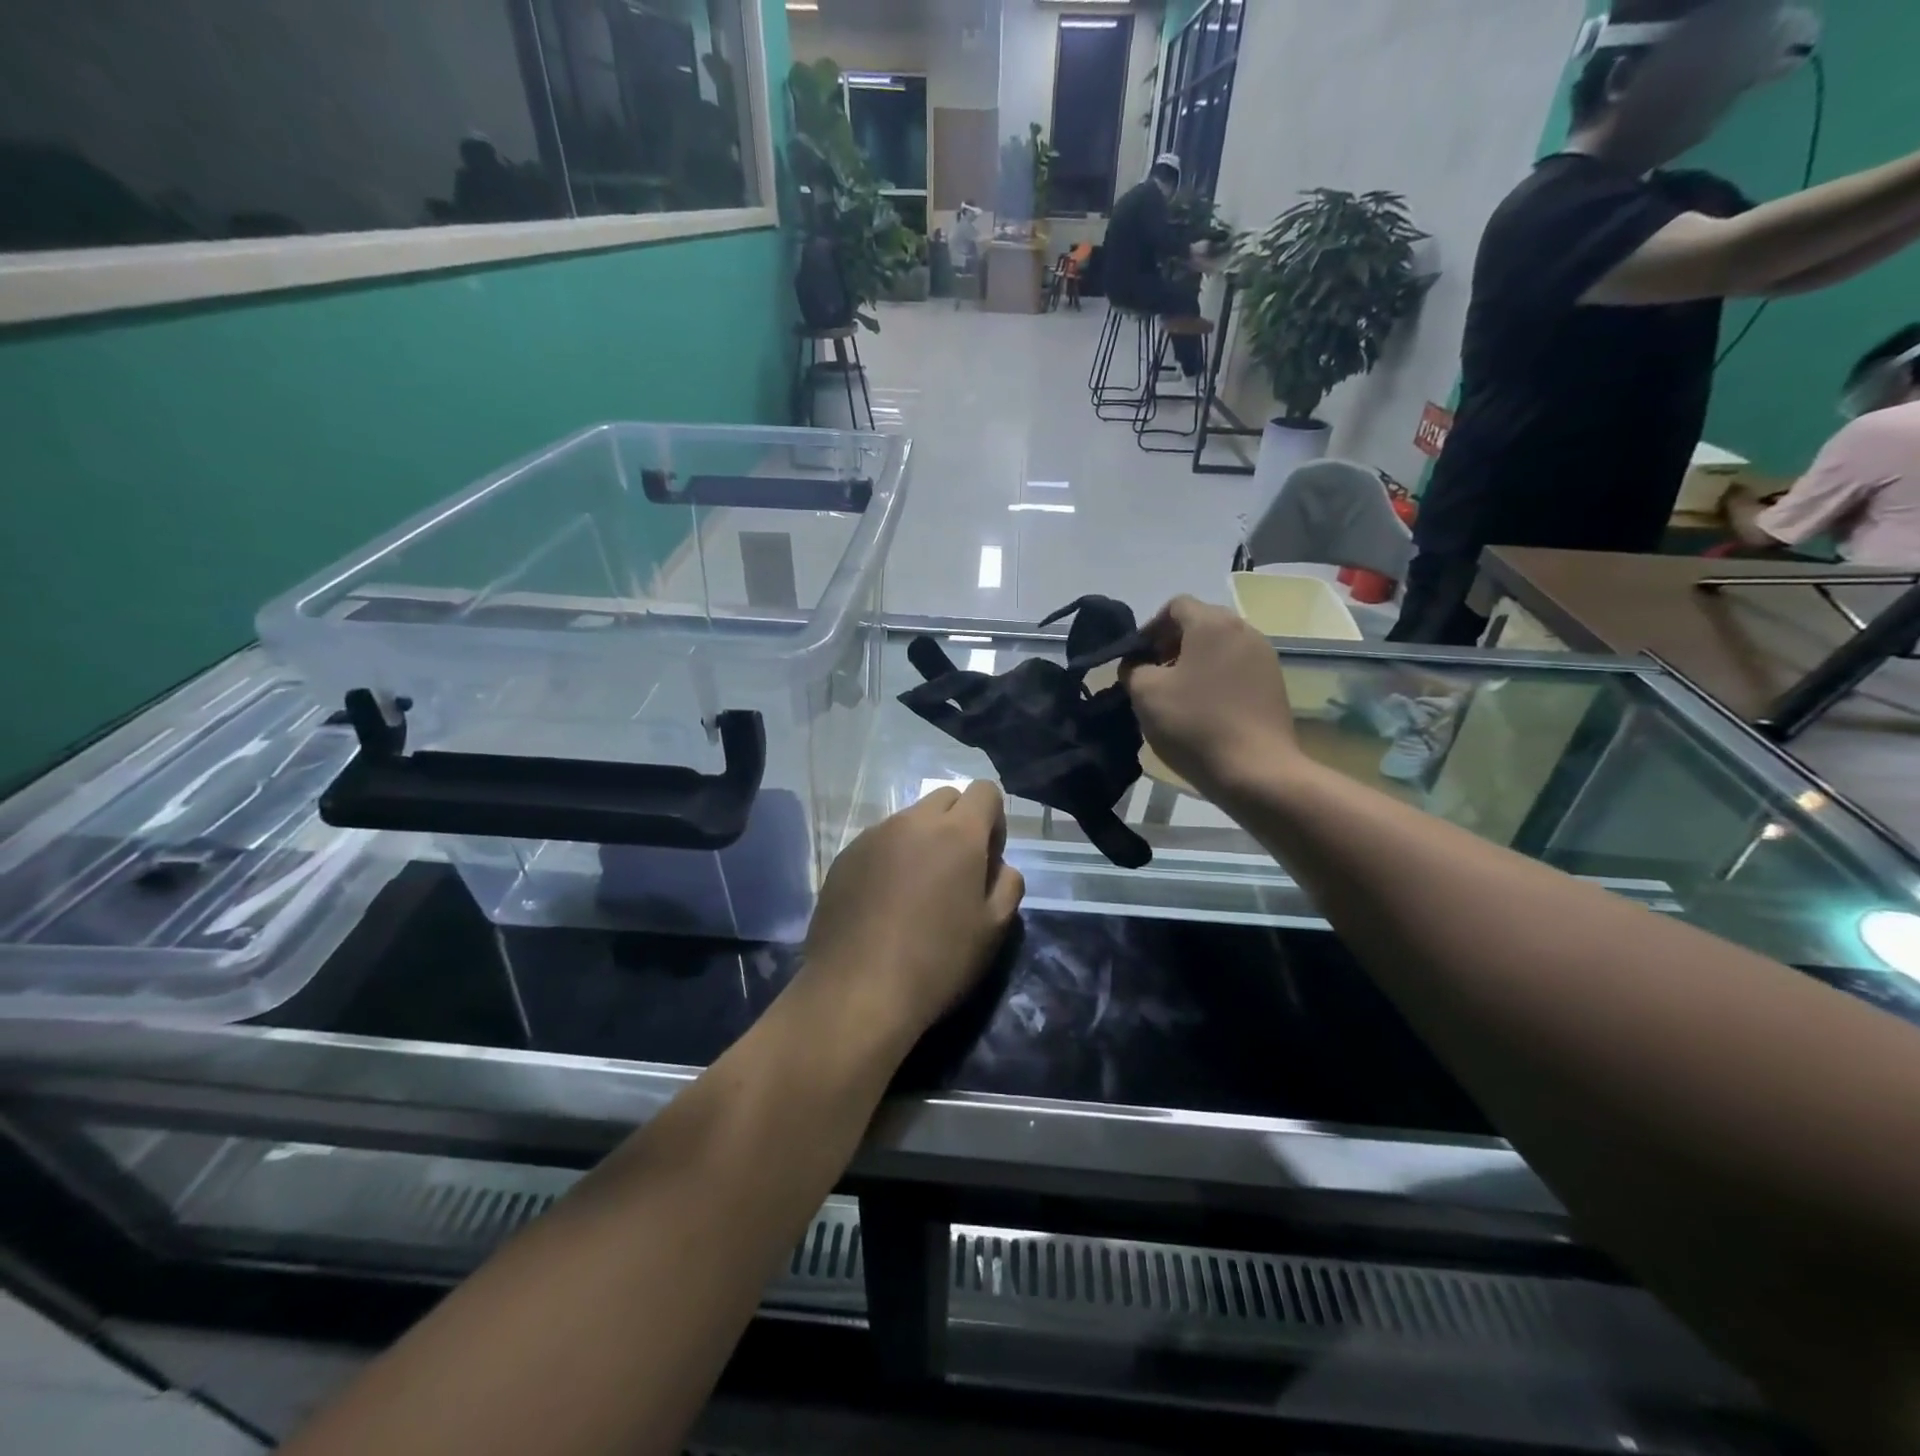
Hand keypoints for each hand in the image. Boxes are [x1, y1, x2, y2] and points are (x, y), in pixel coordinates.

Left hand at [799, 783, 1024, 1055]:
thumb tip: (999, 866)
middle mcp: (913, 821)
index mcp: (957, 832)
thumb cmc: (937, 961)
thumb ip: (1008, 885)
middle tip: (956, 872)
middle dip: (959, 823)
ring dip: (922, 840)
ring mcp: (873, 836)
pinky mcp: (844, 856)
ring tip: (916, 891)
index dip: (994, 820)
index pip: (985, 791)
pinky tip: (884, 903)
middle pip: (946, 798)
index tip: (988, 859)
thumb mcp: (994, 929)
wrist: (856, 991)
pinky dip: (890, 857)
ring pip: (910, 819)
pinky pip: (879, 841)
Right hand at [1123, 596, 1300, 793]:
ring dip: (1194, 662)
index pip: (1176, 605)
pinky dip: (1216, 677)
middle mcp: (1244, 630)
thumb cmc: (1194, 724)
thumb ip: (1133, 669)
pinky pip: (1237, 668)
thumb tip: (1137, 665)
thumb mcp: (1145, 694)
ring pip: (1220, 646)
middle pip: (1201, 623)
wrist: (1256, 770)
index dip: (1150, 628)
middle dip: (1172, 644)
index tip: (1137, 658)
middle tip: (1153, 674)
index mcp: (1212, 624)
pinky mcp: (1274, 684)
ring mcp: (1265, 657)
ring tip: (1177, 694)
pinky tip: (1203, 709)